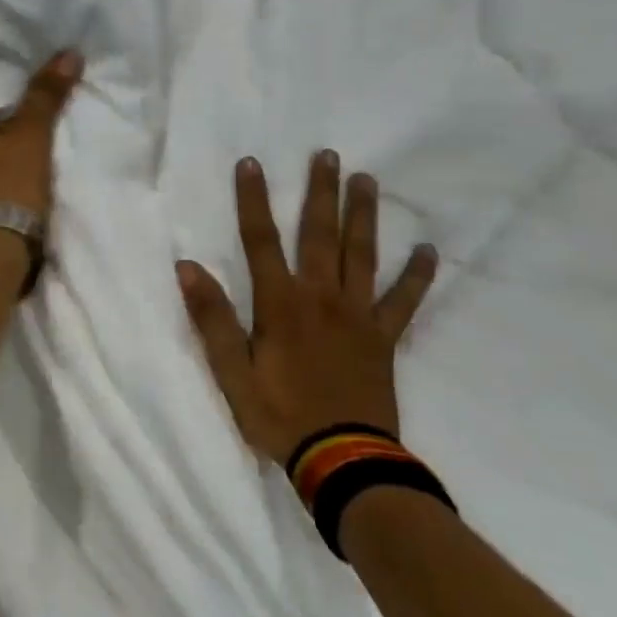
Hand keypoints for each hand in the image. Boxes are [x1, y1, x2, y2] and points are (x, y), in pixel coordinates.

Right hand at [177, 152, 437, 465]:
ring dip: (363, 216)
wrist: (343, 461)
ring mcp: (358, 316)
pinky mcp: (384, 339)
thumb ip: (212, 318)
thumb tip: (187, 267)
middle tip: (328, 155)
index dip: (253, 200)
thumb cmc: (279, 416)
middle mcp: (321, 298)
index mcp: (280, 305)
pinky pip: (404, 301)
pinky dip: (417, 275)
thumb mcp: (231, 372)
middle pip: (319, 235)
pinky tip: (429, 250)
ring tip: (366, 180)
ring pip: (361, 255)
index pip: (260, 240)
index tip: (252, 163)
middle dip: (320, 193)